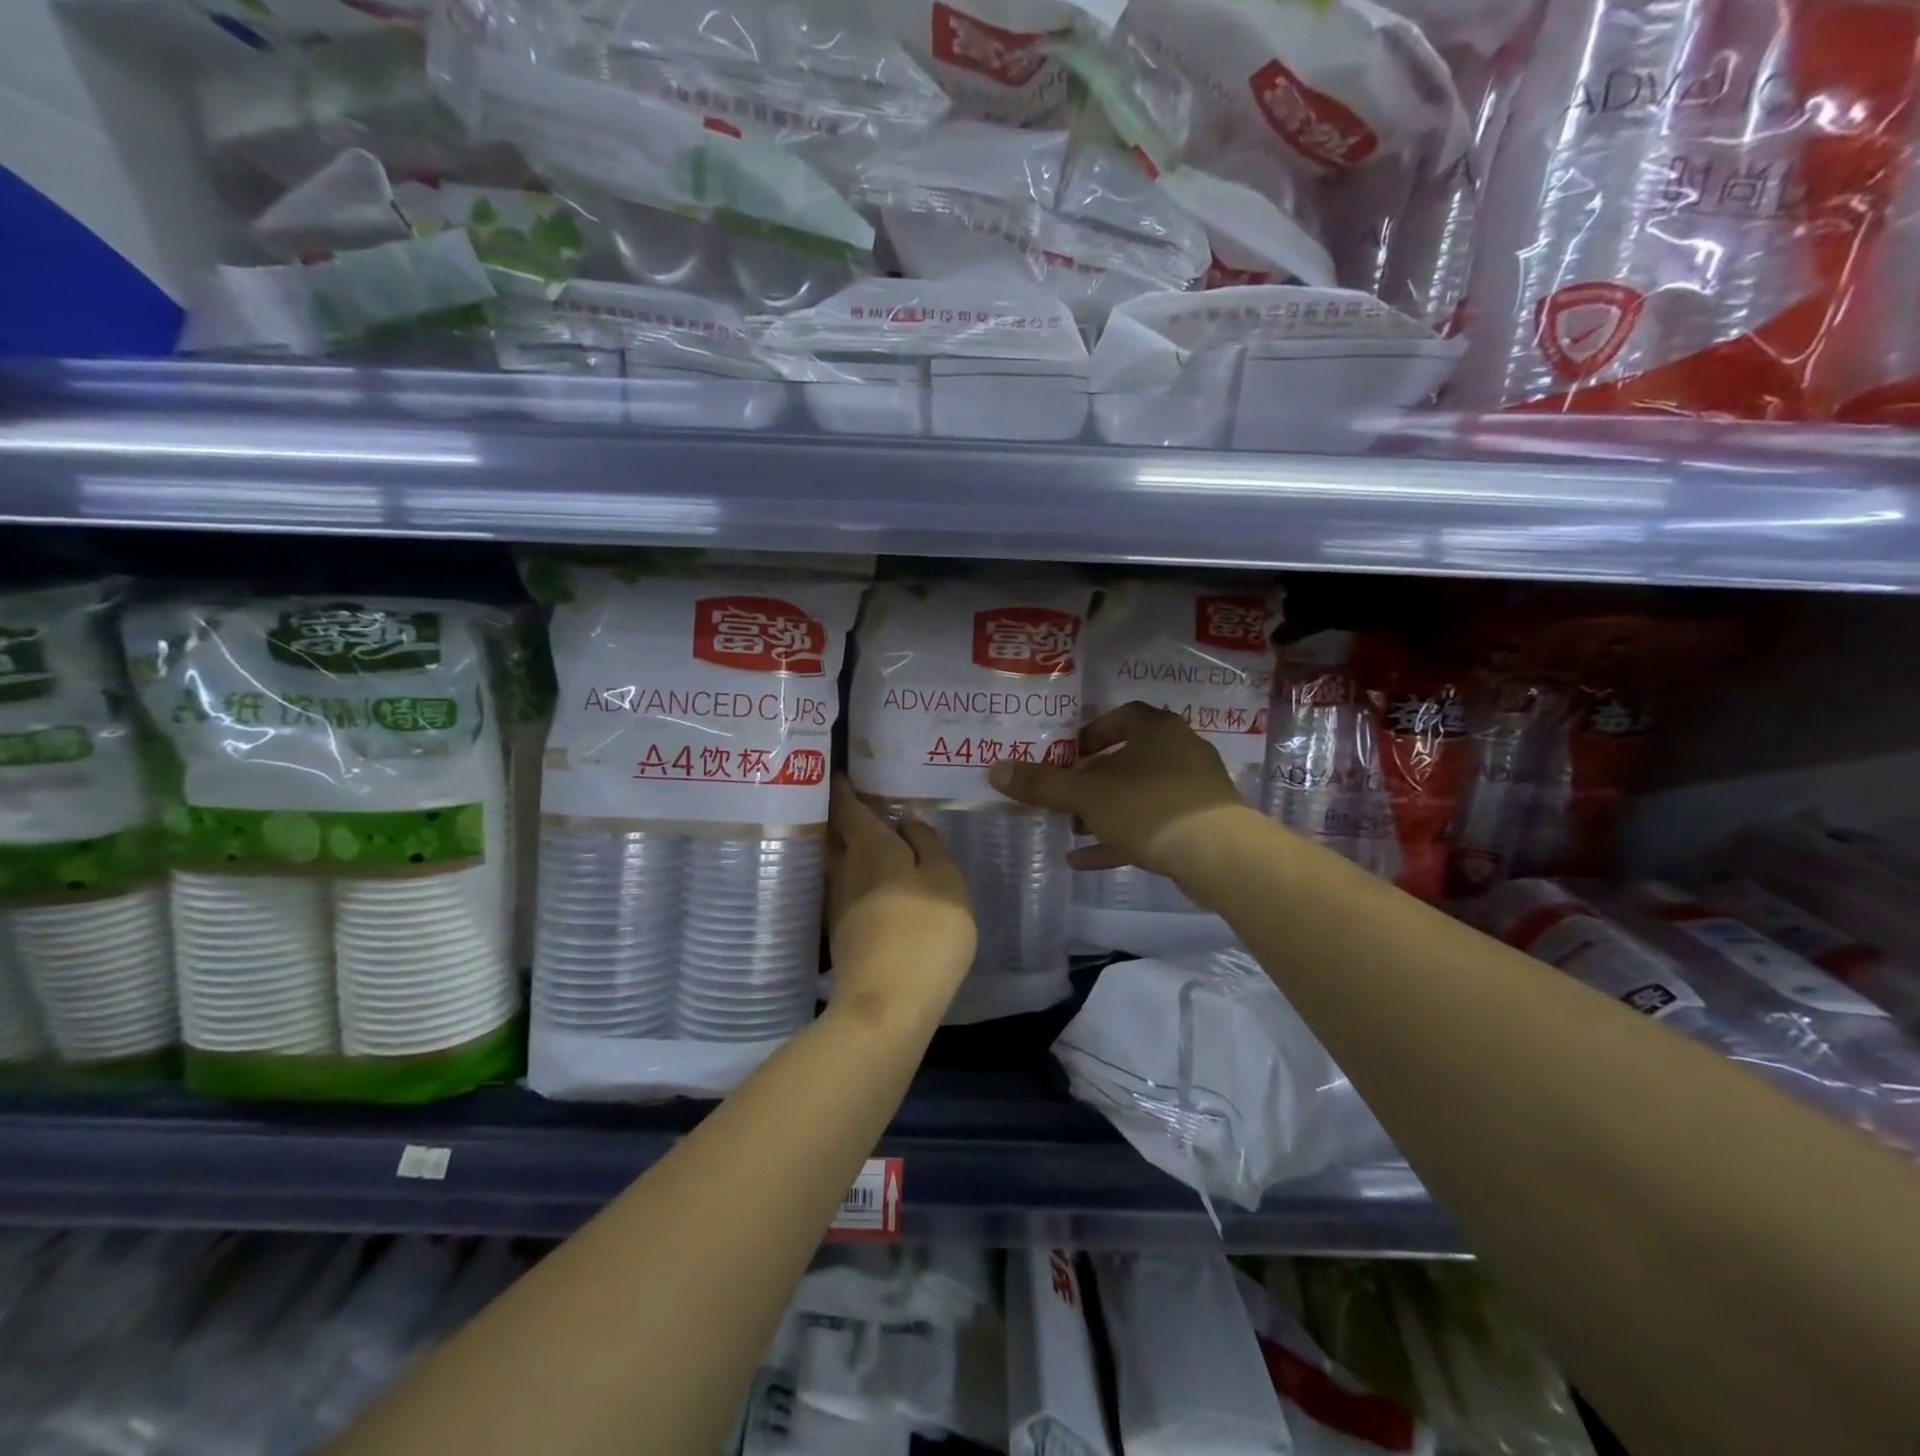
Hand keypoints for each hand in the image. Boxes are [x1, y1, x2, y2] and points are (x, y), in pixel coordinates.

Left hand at [826, 775, 976, 1024]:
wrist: (889, 1002)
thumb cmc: (926, 929)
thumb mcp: (945, 879)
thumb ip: (929, 846)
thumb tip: (907, 822)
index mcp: (870, 848)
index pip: (848, 809)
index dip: (844, 790)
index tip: (840, 775)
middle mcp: (845, 871)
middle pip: (836, 837)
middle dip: (841, 819)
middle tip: (856, 805)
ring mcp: (839, 906)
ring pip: (839, 867)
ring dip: (848, 852)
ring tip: (869, 843)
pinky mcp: (842, 936)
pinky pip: (847, 893)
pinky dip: (856, 881)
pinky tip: (874, 887)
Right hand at [987, 702, 1250, 877]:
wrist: (1219, 855)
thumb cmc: (1149, 807)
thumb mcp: (1087, 795)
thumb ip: (1042, 784)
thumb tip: (994, 770)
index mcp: (1157, 730)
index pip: (1121, 717)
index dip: (1090, 733)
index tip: (1067, 755)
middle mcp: (1179, 752)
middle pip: (1127, 760)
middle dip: (1091, 780)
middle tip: (1063, 795)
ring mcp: (1192, 790)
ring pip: (1139, 796)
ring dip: (1104, 811)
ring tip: (1071, 829)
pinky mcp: (1198, 826)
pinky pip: (1151, 826)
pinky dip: (1119, 839)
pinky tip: (1083, 861)